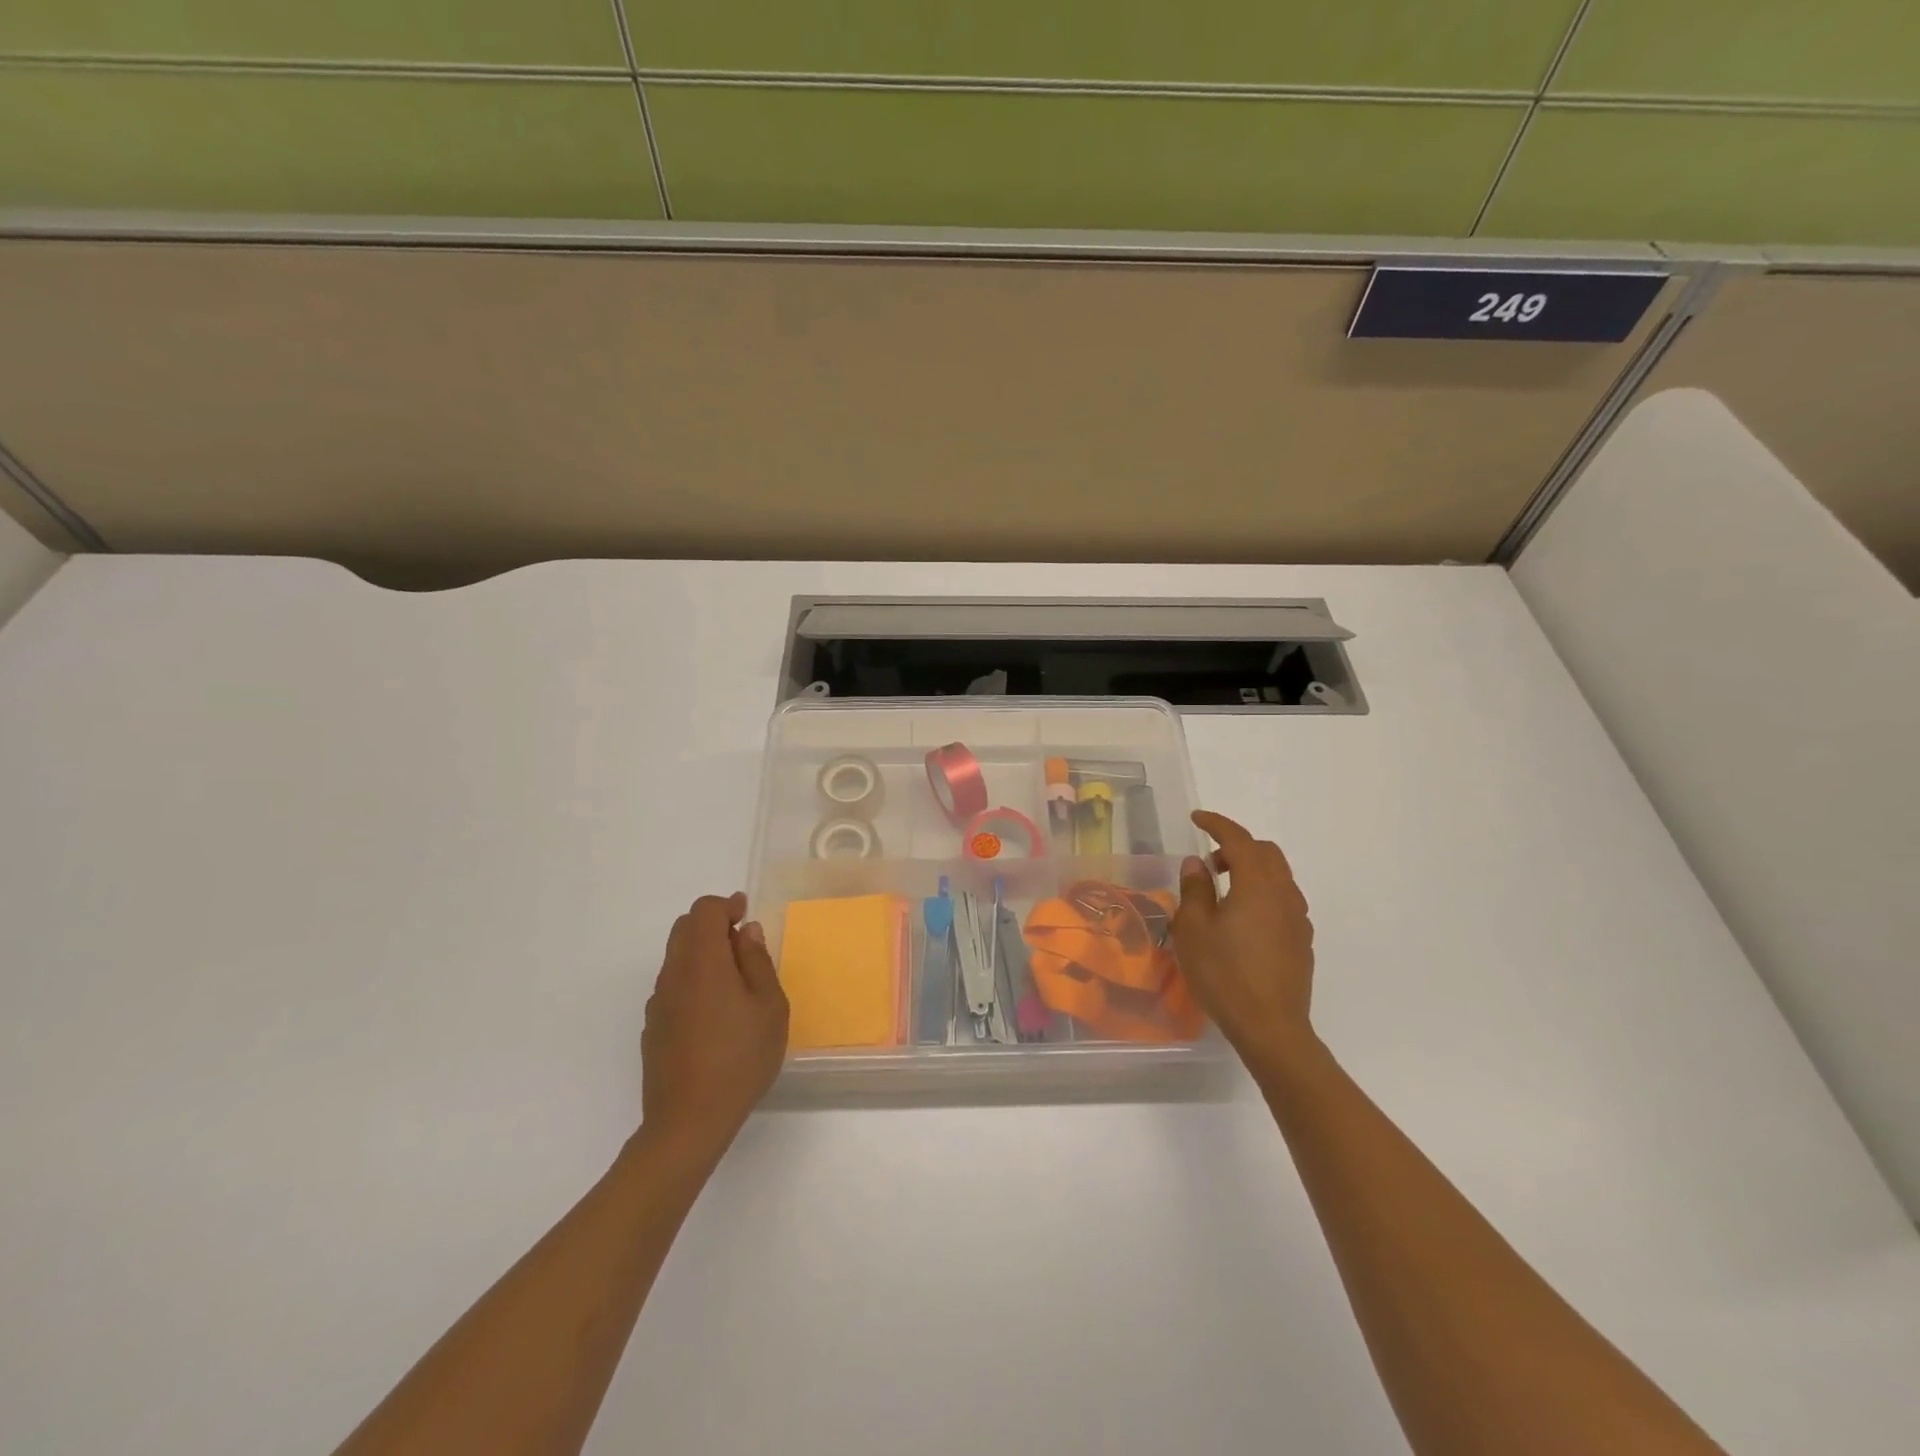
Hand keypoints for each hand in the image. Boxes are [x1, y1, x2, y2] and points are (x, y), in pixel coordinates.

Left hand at [640, 893, 788, 1159]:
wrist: (688, 1122)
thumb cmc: (740, 1059)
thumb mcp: (769, 1007)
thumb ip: (757, 961)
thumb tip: (746, 932)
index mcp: (702, 962)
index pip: (704, 911)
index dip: (727, 905)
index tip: (746, 914)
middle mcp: (673, 974)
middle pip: (684, 928)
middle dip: (712, 924)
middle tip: (743, 943)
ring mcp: (658, 1002)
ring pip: (676, 957)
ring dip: (702, 952)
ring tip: (734, 979)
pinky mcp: (653, 1027)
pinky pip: (672, 985)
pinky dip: (692, 979)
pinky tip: (714, 1011)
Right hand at [1172, 811, 1316, 1063]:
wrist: (1271, 1028)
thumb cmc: (1224, 975)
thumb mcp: (1194, 930)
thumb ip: (1195, 890)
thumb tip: (1197, 864)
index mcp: (1257, 885)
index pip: (1239, 839)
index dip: (1217, 824)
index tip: (1196, 819)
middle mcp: (1283, 894)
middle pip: (1266, 852)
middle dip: (1237, 846)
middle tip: (1209, 863)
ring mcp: (1298, 918)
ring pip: (1278, 876)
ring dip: (1251, 870)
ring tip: (1223, 892)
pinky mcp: (1302, 940)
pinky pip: (1283, 900)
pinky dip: (1262, 893)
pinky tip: (1243, 920)